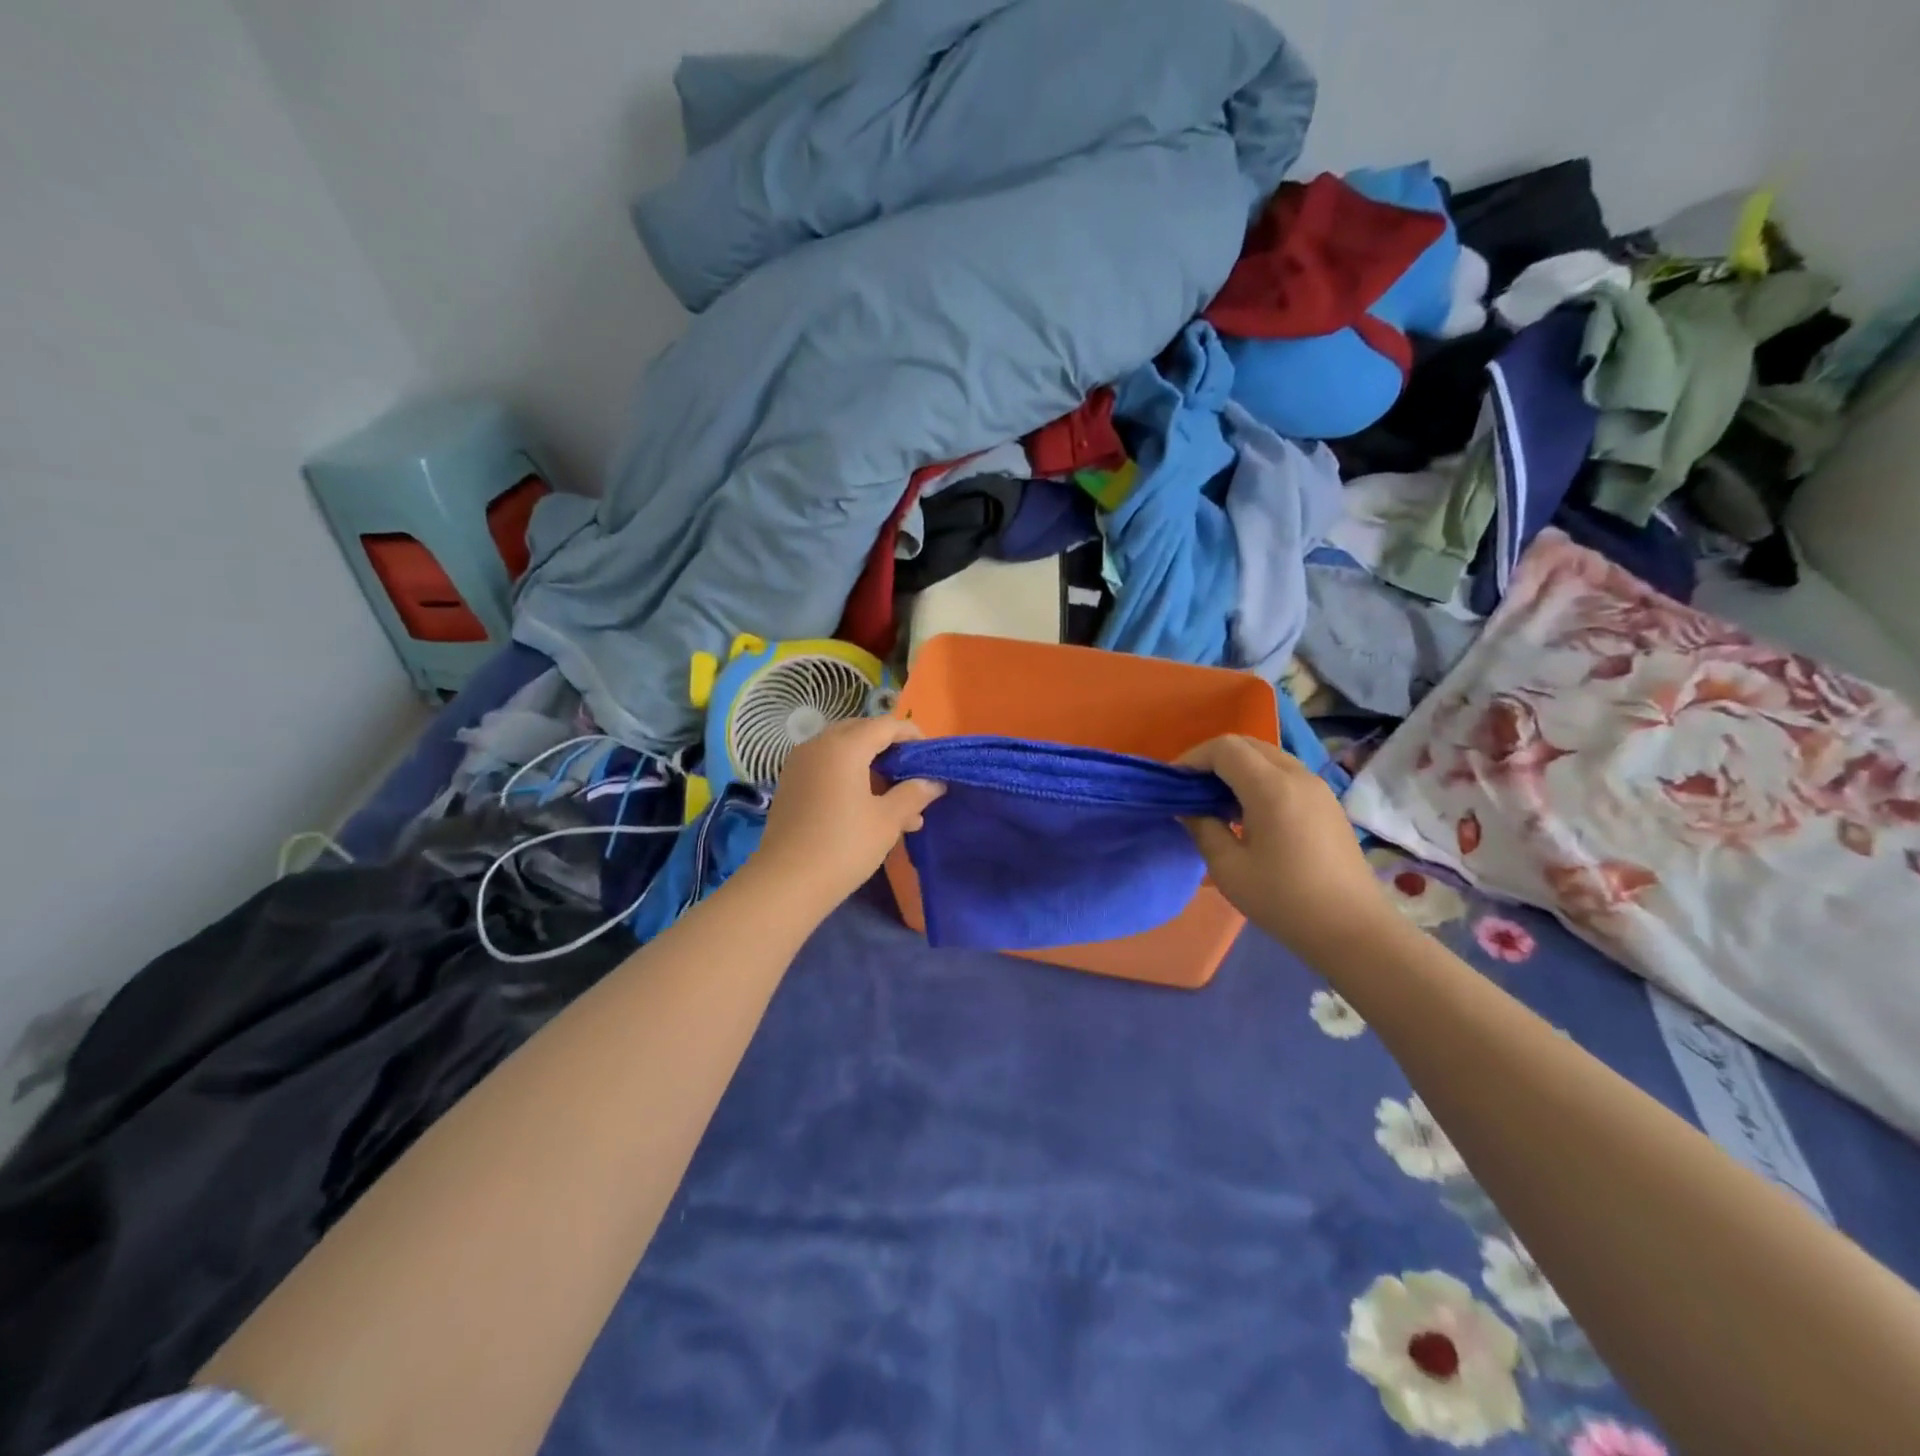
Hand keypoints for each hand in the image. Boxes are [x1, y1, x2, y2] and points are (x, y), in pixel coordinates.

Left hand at [749, 717, 943, 913]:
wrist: (786, 883)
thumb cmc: (844, 846)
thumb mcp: (888, 820)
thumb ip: (913, 794)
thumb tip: (933, 782)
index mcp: (844, 746)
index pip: (885, 725)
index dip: (912, 735)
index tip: (931, 757)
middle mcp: (818, 745)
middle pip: (862, 733)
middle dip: (891, 749)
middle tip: (914, 774)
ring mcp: (800, 764)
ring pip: (844, 752)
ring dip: (873, 768)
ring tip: (901, 803)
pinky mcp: (792, 785)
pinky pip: (828, 768)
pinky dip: (851, 777)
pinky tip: (871, 809)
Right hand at [1179, 735, 1388, 961]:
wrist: (1353, 930)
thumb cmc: (1284, 900)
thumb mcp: (1229, 868)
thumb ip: (1203, 828)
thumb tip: (1189, 808)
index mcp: (1272, 788)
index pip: (1224, 748)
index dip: (1193, 758)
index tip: (1173, 784)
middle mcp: (1297, 776)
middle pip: (1247, 744)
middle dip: (1213, 759)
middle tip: (1191, 789)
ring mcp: (1317, 788)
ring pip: (1267, 757)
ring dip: (1237, 768)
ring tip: (1216, 801)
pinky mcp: (1327, 803)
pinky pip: (1285, 773)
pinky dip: (1258, 779)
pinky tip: (1248, 813)